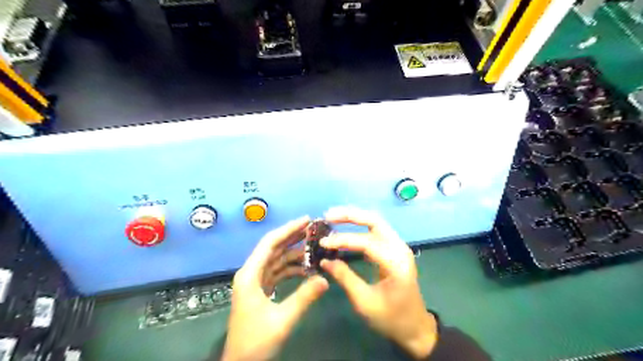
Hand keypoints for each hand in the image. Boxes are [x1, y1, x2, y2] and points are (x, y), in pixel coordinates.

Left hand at [224, 217, 328, 360]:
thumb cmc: (255, 342)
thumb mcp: (282, 320)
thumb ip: (304, 298)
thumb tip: (325, 279)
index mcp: (250, 275)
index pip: (270, 243)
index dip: (288, 229)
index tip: (306, 220)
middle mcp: (250, 273)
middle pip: (273, 248)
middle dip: (293, 237)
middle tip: (313, 228)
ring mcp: (255, 282)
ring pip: (276, 260)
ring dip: (294, 253)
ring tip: (314, 246)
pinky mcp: (260, 290)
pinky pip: (277, 272)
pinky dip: (291, 268)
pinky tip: (306, 268)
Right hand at [320, 207, 437, 358]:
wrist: (414, 326)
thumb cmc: (391, 318)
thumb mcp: (365, 302)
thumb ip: (345, 278)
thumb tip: (325, 260)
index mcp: (396, 263)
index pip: (367, 242)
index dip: (343, 240)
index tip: (323, 243)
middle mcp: (400, 248)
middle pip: (375, 221)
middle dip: (350, 215)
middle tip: (328, 216)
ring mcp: (398, 246)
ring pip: (376, 222)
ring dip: (354, 217)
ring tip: (333, 218)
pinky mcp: (394, 249)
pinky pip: (376, 231)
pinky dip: (360, 226)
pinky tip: (345, 228)